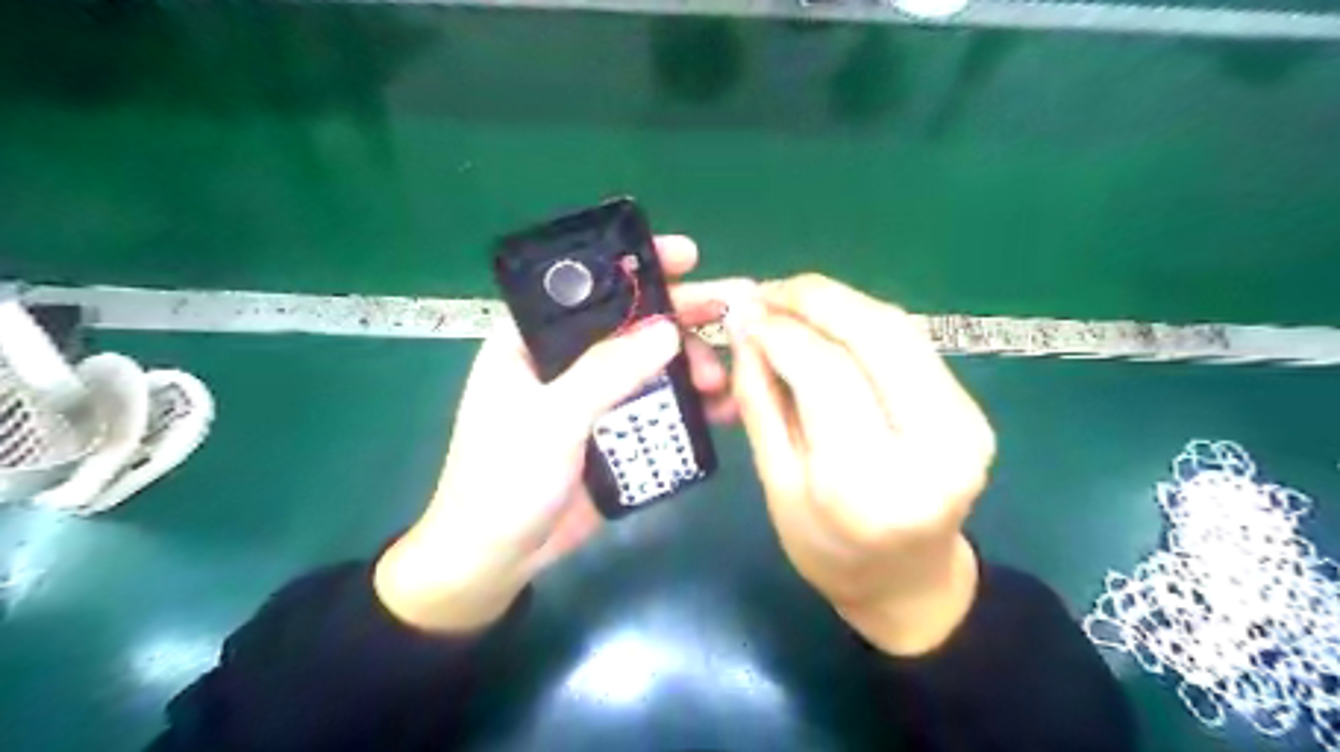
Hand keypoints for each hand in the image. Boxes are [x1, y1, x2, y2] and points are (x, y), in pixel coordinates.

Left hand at [375, 235, 751, 633]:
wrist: (494, 559)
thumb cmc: (503, 480)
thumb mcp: (551, 420)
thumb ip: (607, 373)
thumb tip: (669, 330)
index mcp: (531, 341)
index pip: (586, 286)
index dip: (635, 265)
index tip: (687, 256)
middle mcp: (565, 360)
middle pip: (628, 324)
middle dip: (680, 317)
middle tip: (731, 311)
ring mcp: (592, 397)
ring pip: (649, 366)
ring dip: (690, 365)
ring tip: (723, 379)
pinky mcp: (611, 432)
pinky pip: (656, 406)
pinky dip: (688, 405)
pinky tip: (722, 408)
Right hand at [728, 274, 986, 653]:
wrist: (909, 583)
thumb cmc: (829, 551)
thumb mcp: (776, 485)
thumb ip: (761, 403)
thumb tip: (747, 331)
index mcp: (870, 485)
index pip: (828, 375)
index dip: (782, 333)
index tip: (744, 315)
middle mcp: (933, 447)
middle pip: (877, 336)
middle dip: (815, 298)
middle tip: (767, 291)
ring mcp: (966, 425)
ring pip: (900, 330)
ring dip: (840, 302)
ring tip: (791, 299)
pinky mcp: (972, 410)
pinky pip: (912, 345)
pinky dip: (864, 321)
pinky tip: (829, 321)